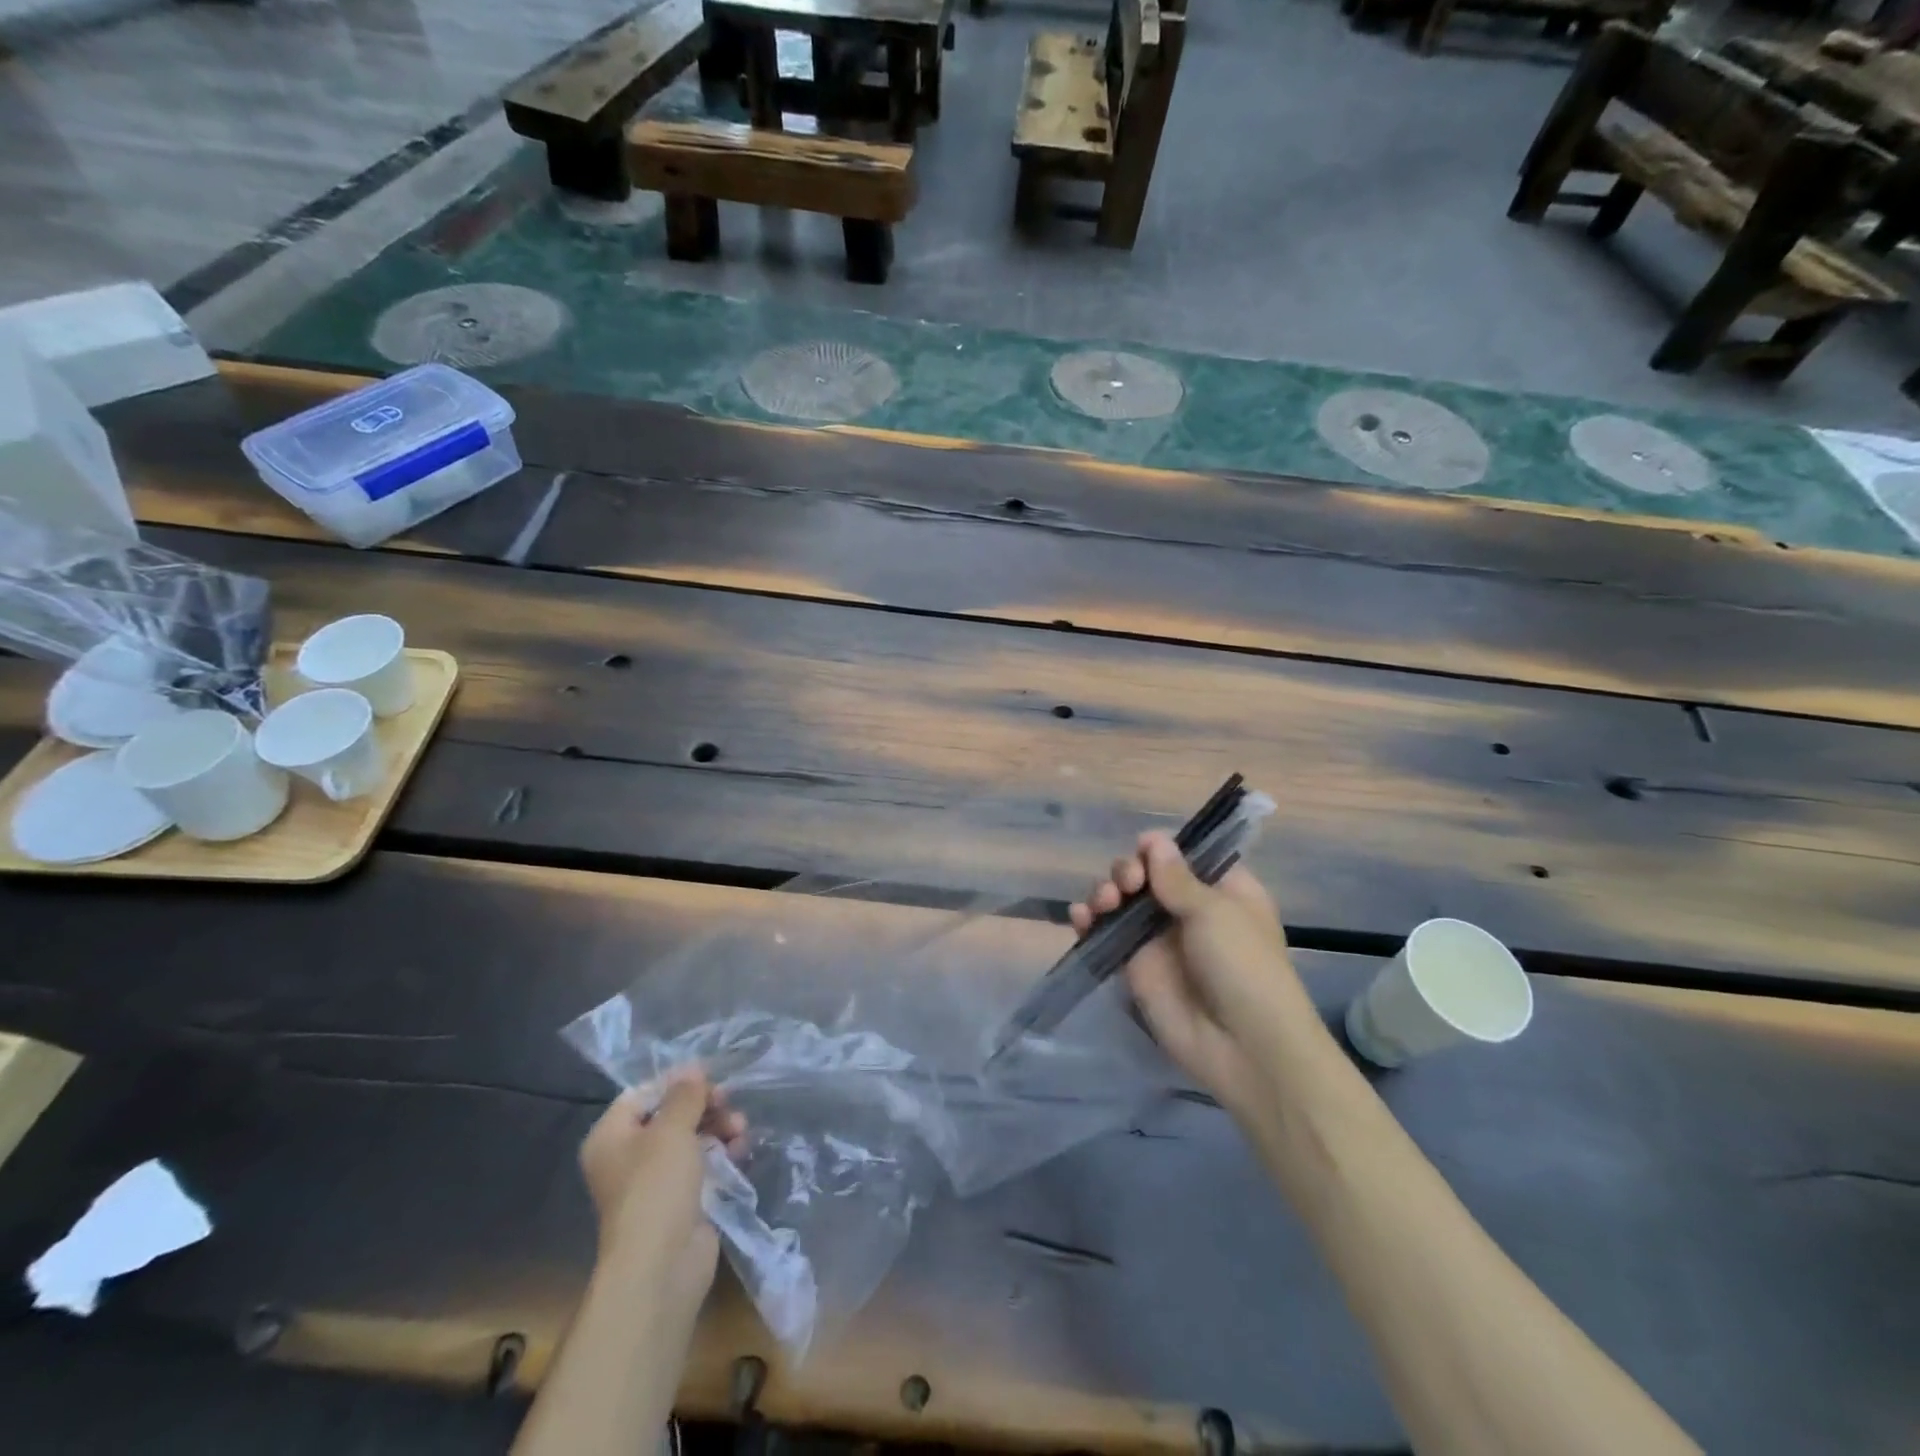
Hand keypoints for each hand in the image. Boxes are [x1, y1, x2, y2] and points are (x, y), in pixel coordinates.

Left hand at [579, 1070, 746, 1313]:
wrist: (662, 1266)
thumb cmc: (656, 1187)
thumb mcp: (672, 1129)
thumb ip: (685, 1095)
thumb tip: (692, 1068)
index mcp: (611, 1137)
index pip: (643, 1094)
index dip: (675, 1083)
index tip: (708, 1077)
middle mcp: (629, 1157)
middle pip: (671, 1115)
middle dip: (704, 1106)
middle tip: (729, 1102)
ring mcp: (656, 1181)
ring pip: (691, 1138)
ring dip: (719, 1126)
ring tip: (741, 1128)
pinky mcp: (682, 1200)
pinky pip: (703, 1164)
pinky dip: (722, 1152)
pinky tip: (742, 1148)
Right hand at [1070, 830, 1316, 1113]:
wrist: (1243, 1046)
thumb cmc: (1243, 966)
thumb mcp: (1216, 912)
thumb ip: (1176, 878)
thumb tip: (1153, 839)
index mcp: (1222, 890)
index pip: (1184, 855)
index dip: (1160, 849)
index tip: (1145, 850)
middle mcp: (1188, 909)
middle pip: (1145, 873)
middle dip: (1128, 870)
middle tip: (1129, 884)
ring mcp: (1159, 938)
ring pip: (1121, 900)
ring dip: (1106, 892)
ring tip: (1105, 902)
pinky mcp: (1135, 966)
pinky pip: (1106, 934)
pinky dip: (1089, 921)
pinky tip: (1080, 918)